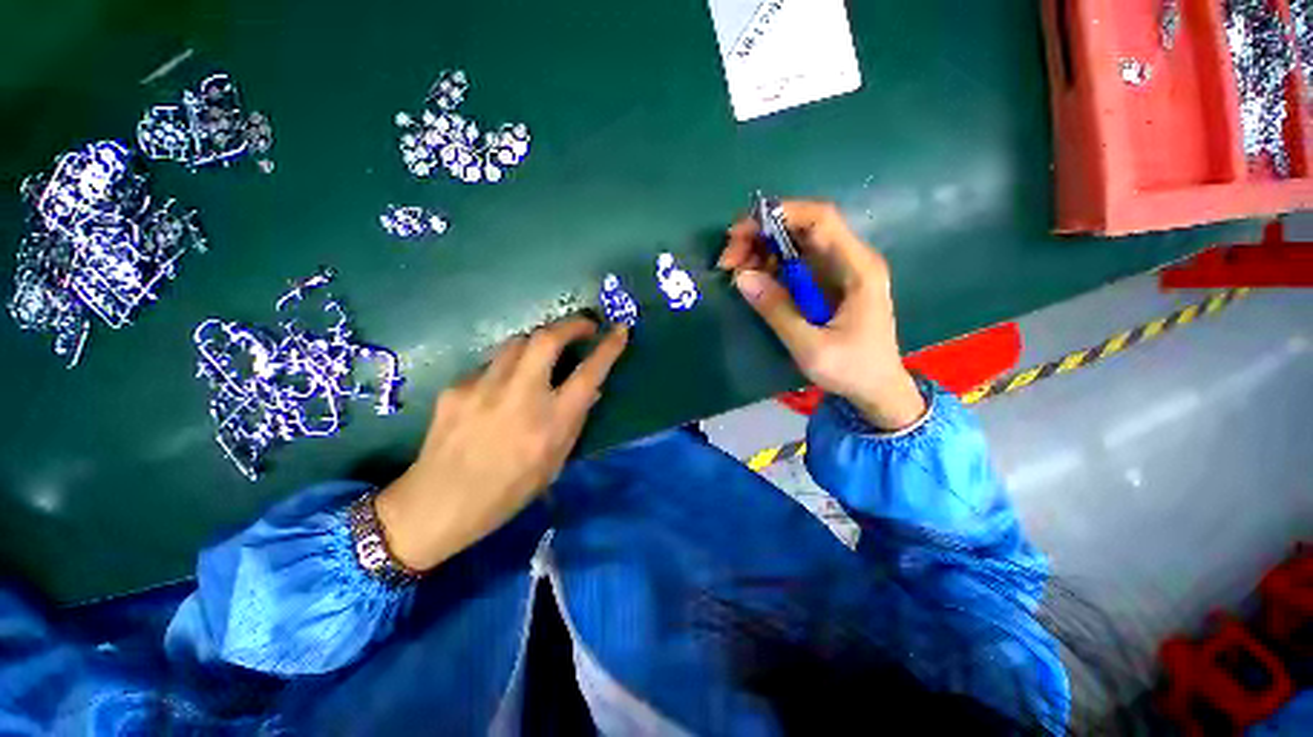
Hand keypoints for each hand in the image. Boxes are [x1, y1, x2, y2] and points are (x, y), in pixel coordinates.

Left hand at [376, 317, 628, 571]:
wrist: (438, 504)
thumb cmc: (508, 492)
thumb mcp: (555, 463)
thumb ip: (574, 422)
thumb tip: (589, 390)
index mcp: (551, 423)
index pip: (589, 374)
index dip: (609, 348)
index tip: (620, 330)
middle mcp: (520, 397)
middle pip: (547, 338)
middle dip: (571, 324)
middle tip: (584, 326)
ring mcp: (483, 388)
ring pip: (516, 342)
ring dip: (537, 342)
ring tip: (542, 355)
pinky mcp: (456, 388)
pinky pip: (490, 365)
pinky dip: (505, 368)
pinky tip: (498, 389)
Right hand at [719, 200, 925, 430]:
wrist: (878, 390)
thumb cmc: (852, 369)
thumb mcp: (811, 346)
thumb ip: (777, 311)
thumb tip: (742, 277)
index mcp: (857, 268)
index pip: (820, 219)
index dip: (780, 214)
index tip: (741, 232)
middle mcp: (850, 260)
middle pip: (803, 228)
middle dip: (761, 235)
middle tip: (728, 259)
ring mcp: (839, 271)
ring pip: (795, 244)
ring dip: (762, 250)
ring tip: (734, 269)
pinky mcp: (827, 284)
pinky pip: (795, 264)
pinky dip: (770, 266)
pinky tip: (752, 278)